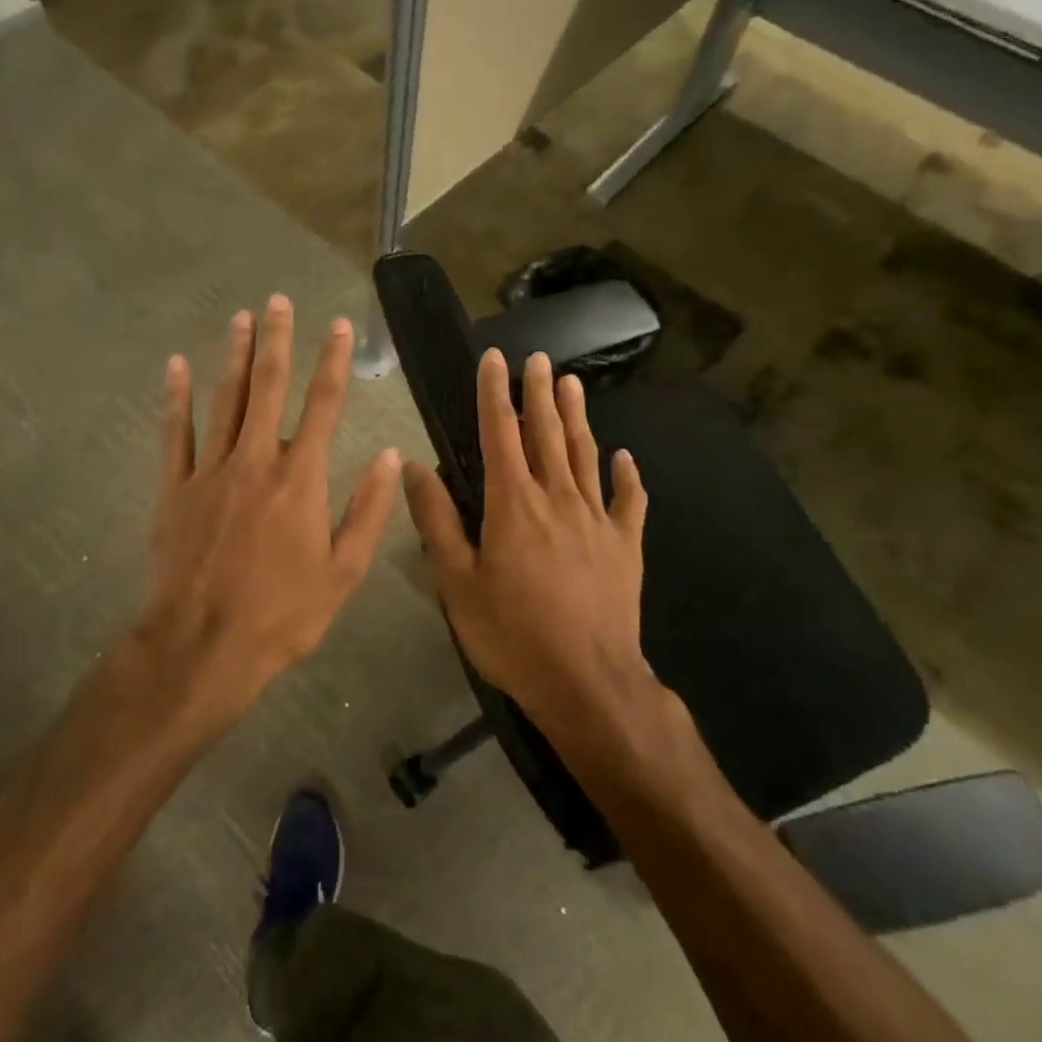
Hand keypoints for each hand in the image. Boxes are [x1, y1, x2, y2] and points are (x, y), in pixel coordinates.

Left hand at [136, 295, 400, 728]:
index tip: (339, 326)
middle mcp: (256, 460)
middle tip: (278, 301)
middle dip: (276, 341)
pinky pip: (174, 433)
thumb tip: (391, 457)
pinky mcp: (175, 489)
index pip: (324, 405)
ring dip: (233, 356)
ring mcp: (210, 471)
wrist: (202, 647)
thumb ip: (368, 510)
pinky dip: (175, 398)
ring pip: (223, 400)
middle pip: (268, 388)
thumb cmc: (282, 614)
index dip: (334, 361)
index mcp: (301, 479)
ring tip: (240, 318)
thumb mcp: (343, 572)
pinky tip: (176, 367)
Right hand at [402, 349, 650, 723]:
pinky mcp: (625, 546)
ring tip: (573, 384)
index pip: (500, 433)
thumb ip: (437, 521)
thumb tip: (413, 466)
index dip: (493, 393)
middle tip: (539, 358)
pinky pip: (629, 502)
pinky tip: (626, 458)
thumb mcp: (457, 582)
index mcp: (513, 503)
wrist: (587, 683)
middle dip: (539, 392)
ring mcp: (597, 520)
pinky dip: (628, 477)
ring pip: (586, 455)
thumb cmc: (512, 634)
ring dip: (578, 417)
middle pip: (547, 433)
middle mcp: (557, 498)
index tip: (493, 359)